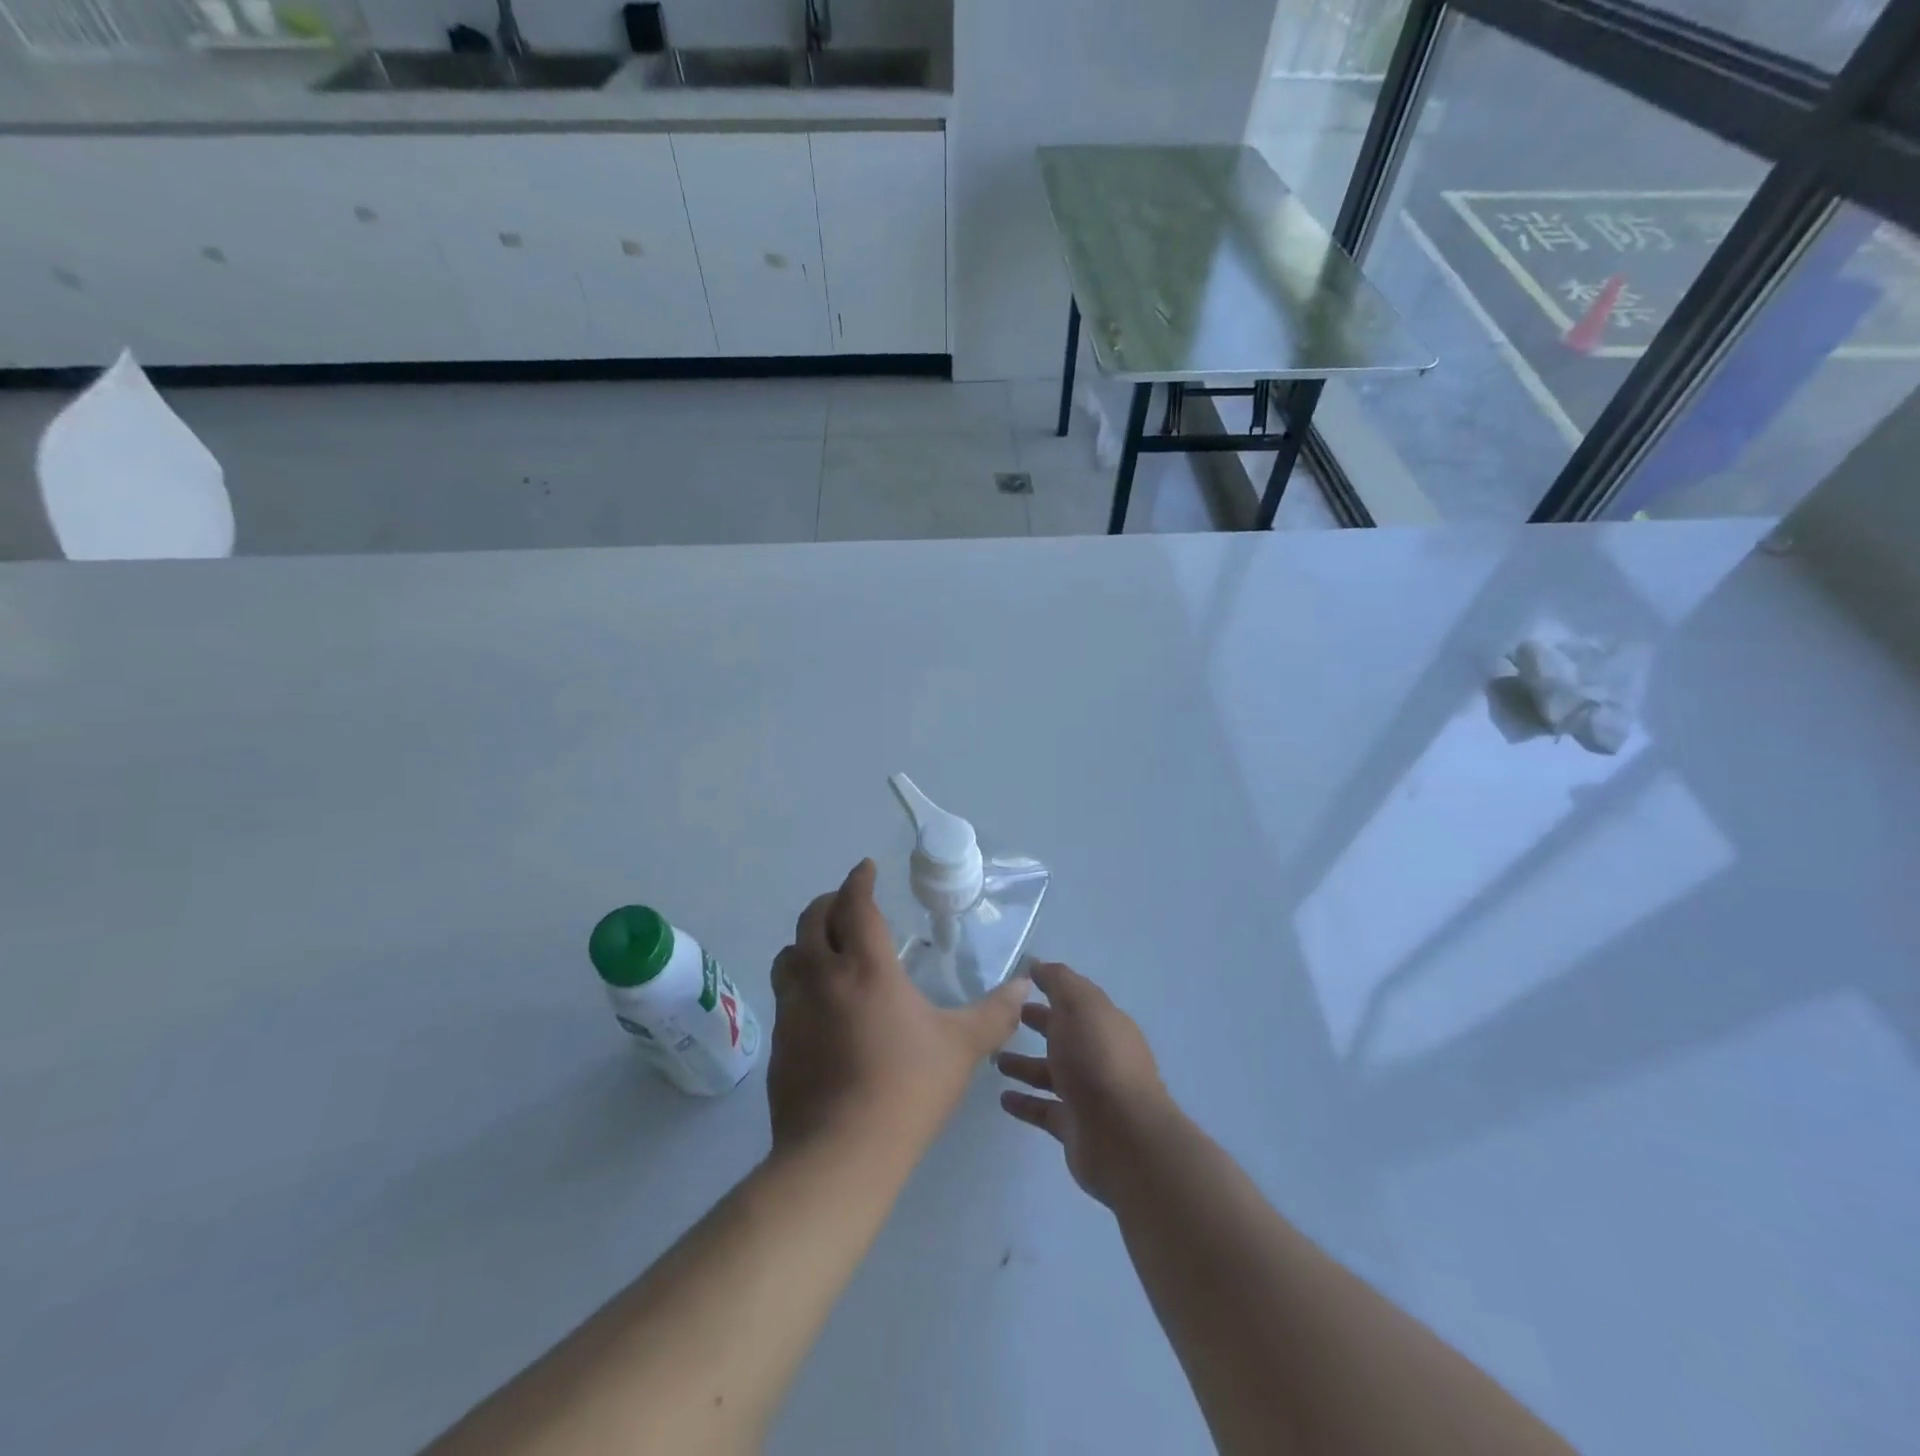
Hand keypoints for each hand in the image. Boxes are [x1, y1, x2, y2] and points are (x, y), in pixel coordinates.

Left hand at [767, 860, 1029, 1161]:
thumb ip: (996, 1013)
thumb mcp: (962, 1047)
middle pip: (812, 919)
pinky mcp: (779, 1041)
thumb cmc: (907, 1089)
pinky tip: (817, 1004)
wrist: (840, 1153)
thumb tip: (1026, 987)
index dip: (859, 880)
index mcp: (866, 966)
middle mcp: (822, 976)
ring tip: (825, 948)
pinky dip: (798, 981)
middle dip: (829, 901)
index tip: (866, 868)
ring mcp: (794, 1008)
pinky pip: (784, 994)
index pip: (855, 904)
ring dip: (806, 940)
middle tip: (847, 902)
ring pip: (788, 954)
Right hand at [996, 961, 1170, 1205]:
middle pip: (1063, 1034)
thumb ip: (1059, 982)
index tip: (1016, 985)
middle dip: (1037, 1024)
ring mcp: (1088, 1093)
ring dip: (1024, 1064)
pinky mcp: (1074, 1127)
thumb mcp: (1080, 1006)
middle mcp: (1098, 1055)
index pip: (1074, 999)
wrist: (1123, 1137)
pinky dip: (1025, 1102)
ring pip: (1051, 1073)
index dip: (1049, 989)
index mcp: (1104, 1023)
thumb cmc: (1098, 1060)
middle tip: (1002, 1019)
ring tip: (994, 1060)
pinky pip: (1044, 1109)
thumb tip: (1038, 964)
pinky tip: (1002, 1098)